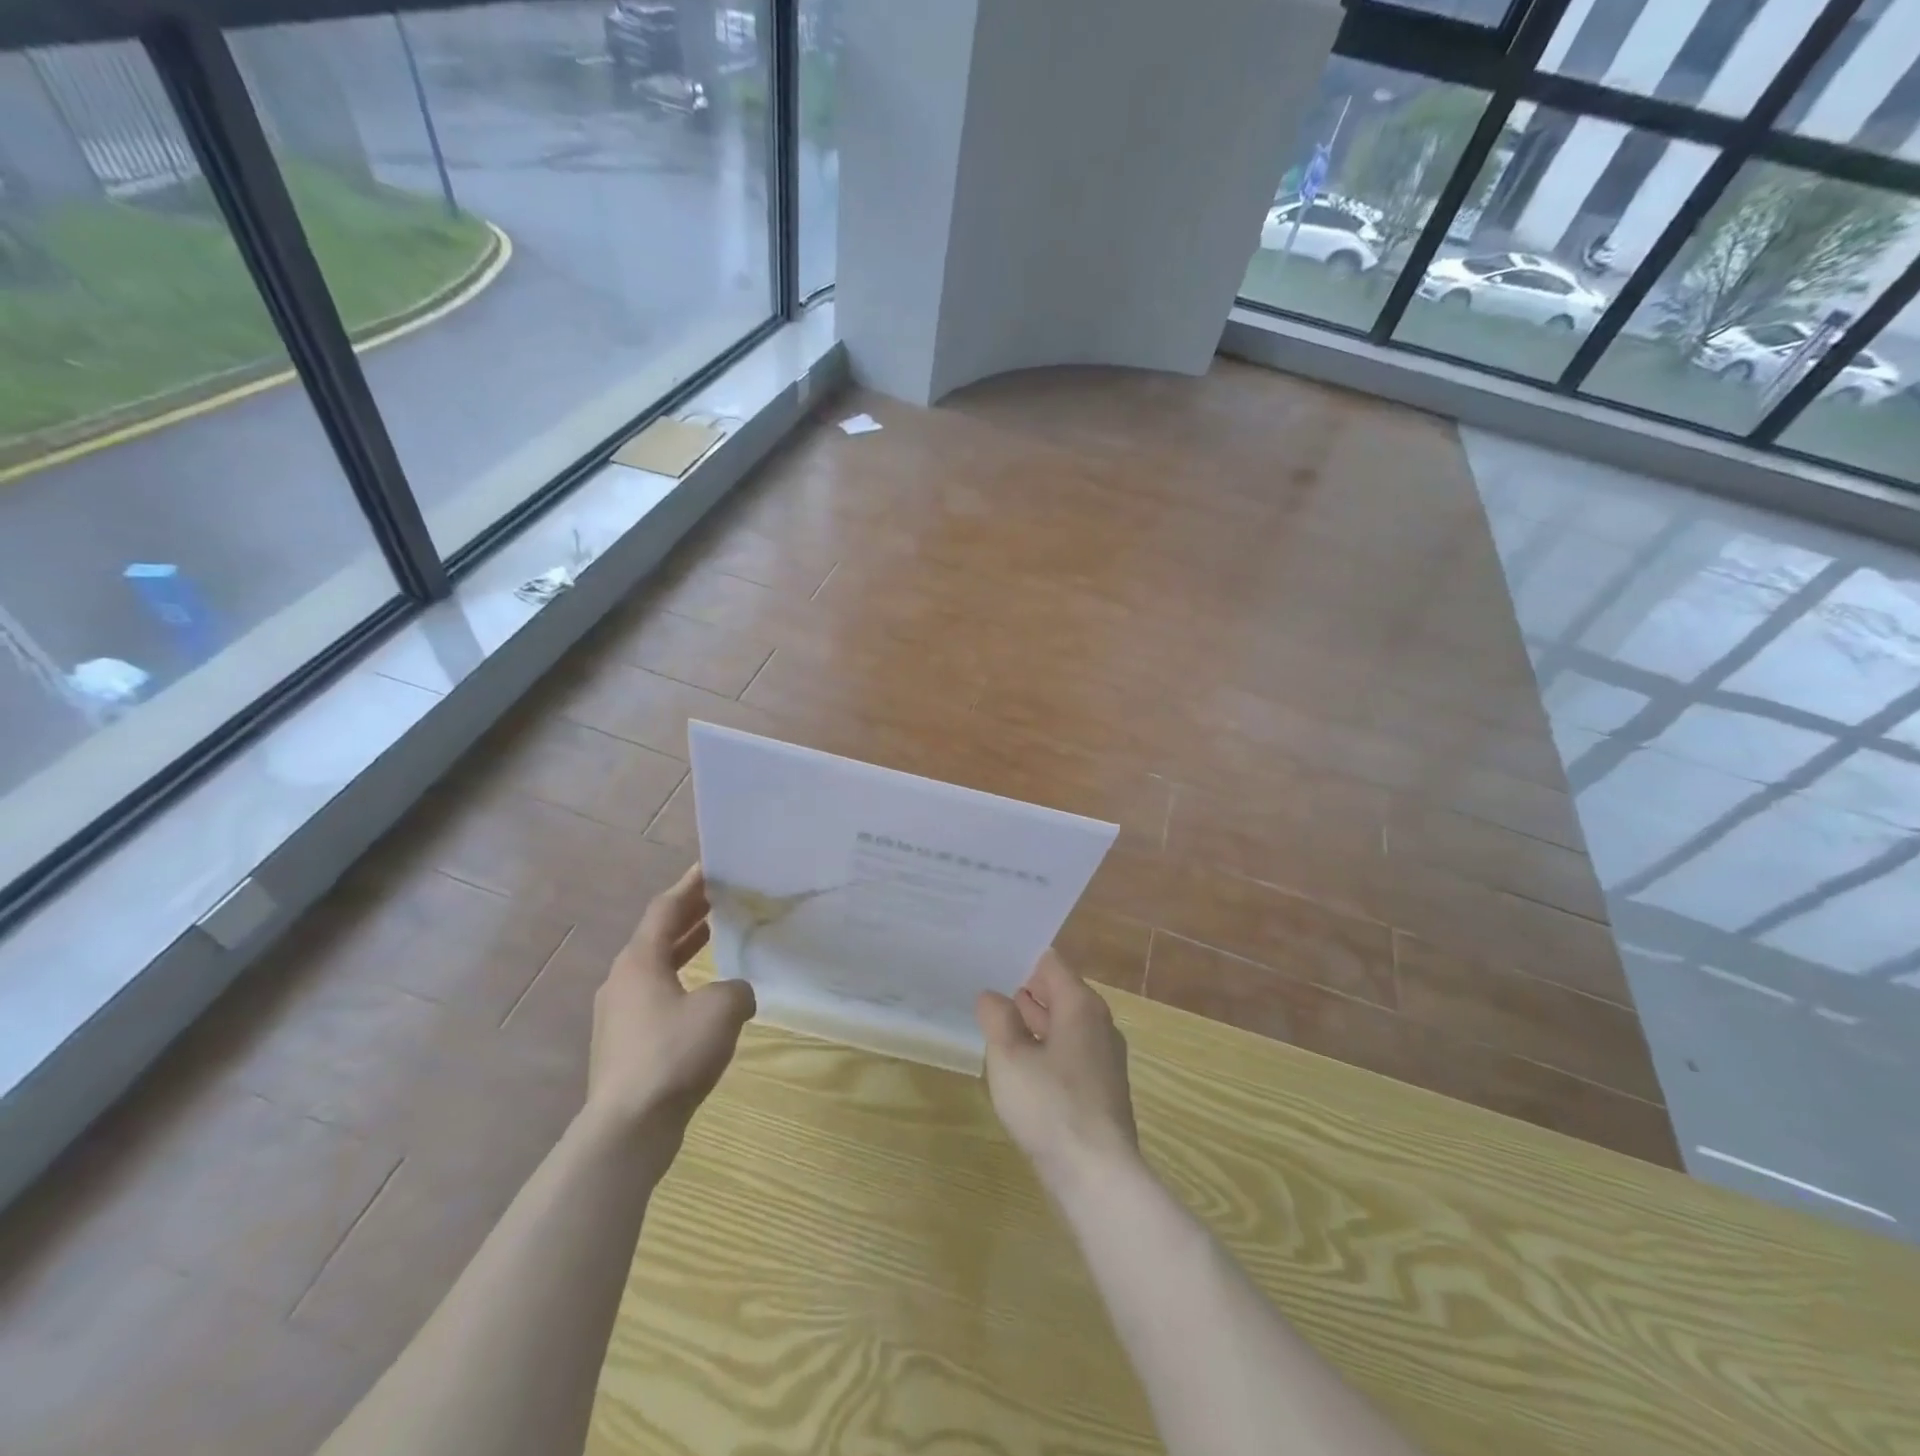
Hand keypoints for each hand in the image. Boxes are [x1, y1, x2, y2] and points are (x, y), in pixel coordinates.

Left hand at [586, 865, 755, 1135]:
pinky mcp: (624, 1044)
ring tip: (715, 936)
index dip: (689, 885)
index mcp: (639, 961)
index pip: (665, 909)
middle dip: (689, 914)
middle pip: (657, 935)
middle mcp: (623, 980)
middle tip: (720, 897)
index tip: (711, 866)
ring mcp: (619, 1015)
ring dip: (685, 948)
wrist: (628, 1128)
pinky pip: (656, 997)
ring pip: (655, 968)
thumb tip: (737, 993)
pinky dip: (681, 982)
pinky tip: (705, 996)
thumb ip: (738, 989)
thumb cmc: (673, 1054)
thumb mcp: (722, 1010)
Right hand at [976, 950, 1139, 1193]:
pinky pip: (1070, 1054)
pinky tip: (1022, 1067)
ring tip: (998, 1024)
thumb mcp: (1009, 1057)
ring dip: (1034, 1023)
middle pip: (1060, 993)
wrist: (1097, 1175)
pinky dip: (1046, 1050)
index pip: (1051, 963)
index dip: (1021, 960)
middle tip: (989, 990)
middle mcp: (1099, 1024)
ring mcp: (1104, 1058)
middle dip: (1026, 992)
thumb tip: (992, 996)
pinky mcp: (1101, 1089)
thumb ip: (997, 1019)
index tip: (992, 962)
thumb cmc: (1050, 1105)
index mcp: (1081, 1006)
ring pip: (1064, 1026)